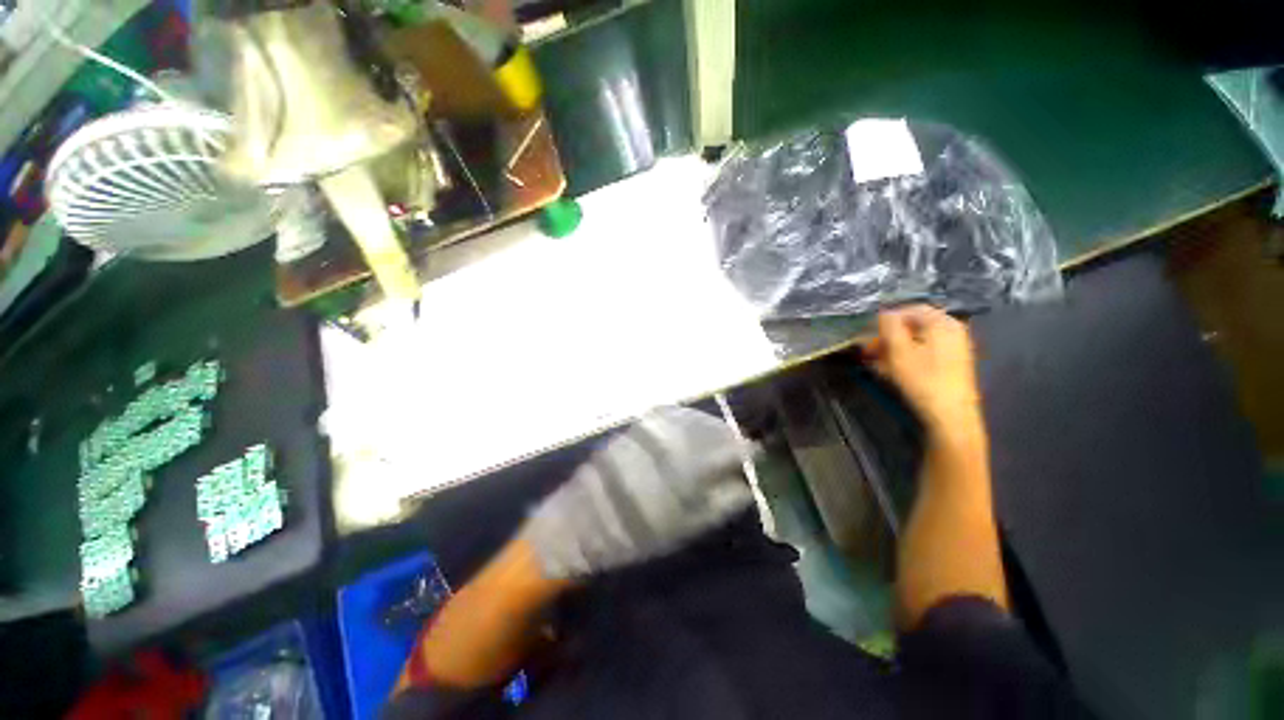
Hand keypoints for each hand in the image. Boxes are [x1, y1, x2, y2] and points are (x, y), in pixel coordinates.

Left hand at [519, 407, 753, 578]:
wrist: (581, 523)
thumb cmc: (636, 533)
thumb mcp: (684, 527)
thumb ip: (718, 504)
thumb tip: (744, 486)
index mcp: (682, 468)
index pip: (723, 448)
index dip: (742, 449)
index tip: (754, 454)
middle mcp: (666, 442)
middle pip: (706, 429)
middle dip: (726, 435)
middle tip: (737, 447)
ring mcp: (647, 433)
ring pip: (687, 420)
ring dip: (706, 426)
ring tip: (716, 438)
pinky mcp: (633, 431)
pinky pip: (666, 418)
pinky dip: (684, 421)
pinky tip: (688, 431)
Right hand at [864, 305, 984, 439]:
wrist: (950, 415)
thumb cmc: (922, 379)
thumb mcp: (898, 350)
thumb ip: (889, 326)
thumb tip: (884, 313)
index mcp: (942, 323)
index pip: (909, 309)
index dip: (886, 320)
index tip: (868, 334)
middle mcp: (952, 330)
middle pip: (913, 325)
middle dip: (888, 336)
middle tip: (869, 350)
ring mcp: (954, 347)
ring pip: (916, 340)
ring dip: (893, 348)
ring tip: (876, 362)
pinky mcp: (951, 363)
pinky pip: (923, 352)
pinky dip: (905, 357)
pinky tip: (892, 370)